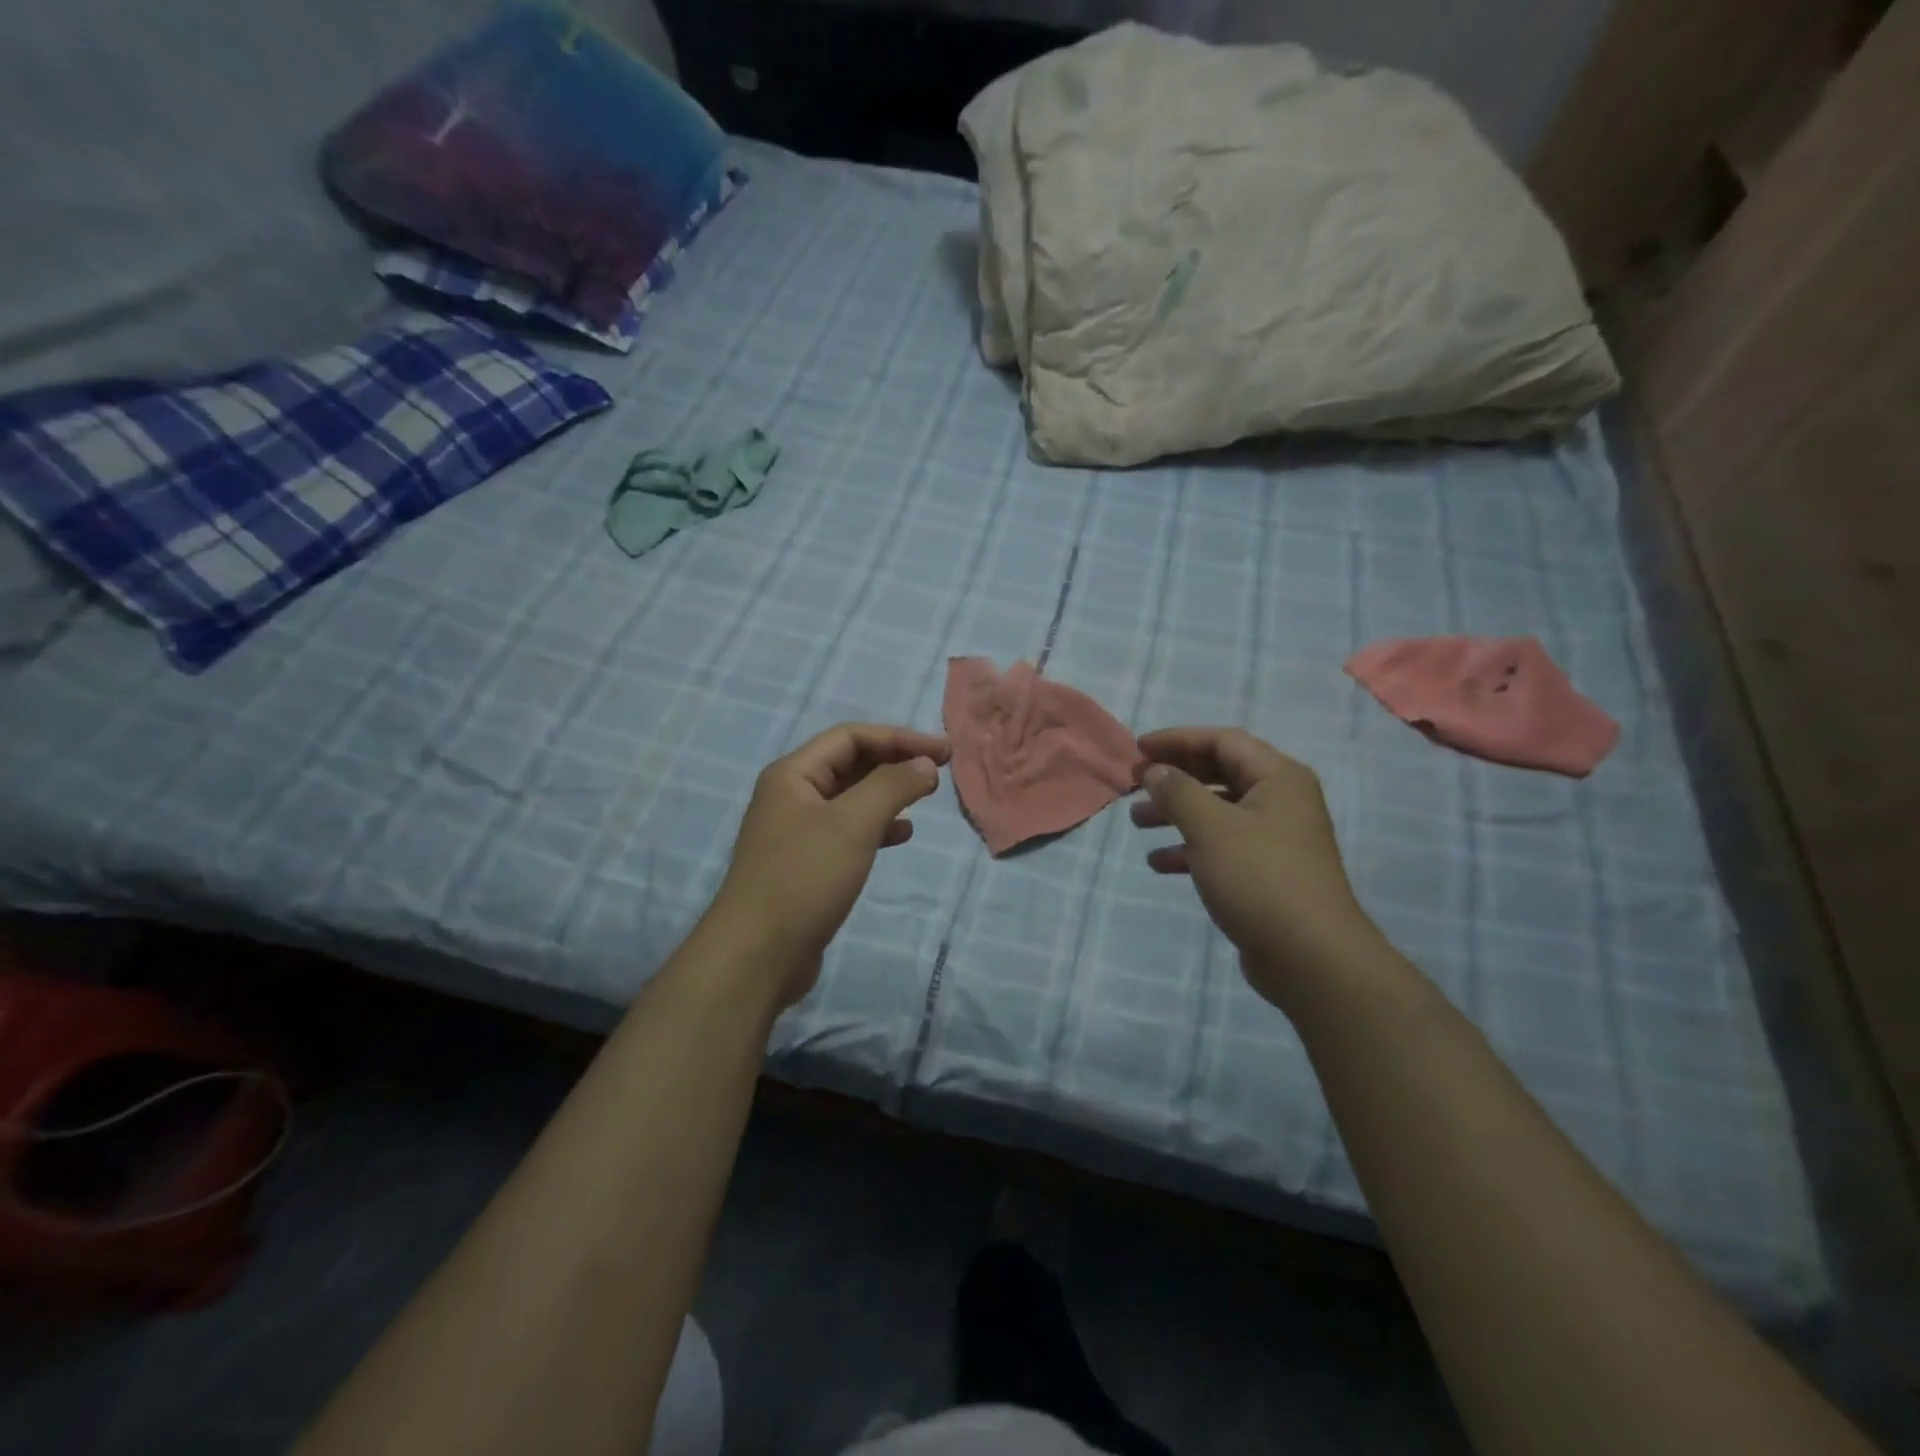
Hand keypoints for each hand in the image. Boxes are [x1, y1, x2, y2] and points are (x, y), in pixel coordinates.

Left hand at [713, 722, 949, 1009]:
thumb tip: (925, 764)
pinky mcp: (807, 864)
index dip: (900, 738)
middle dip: (895, 762)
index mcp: (793, 774)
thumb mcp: (853, 824)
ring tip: (924, 798)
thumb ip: (892, 786)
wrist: (758, 955)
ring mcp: (797, 831)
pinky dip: (877, 827)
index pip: (851, 737)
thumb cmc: (804, 878)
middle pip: (851, 763)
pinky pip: (848, 831)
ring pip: (852, 798)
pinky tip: (902, 835)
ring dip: (889, 794)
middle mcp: (792, 796)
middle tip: (939, 771)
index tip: (944, 752)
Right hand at [1132, 727, 1383, 1010]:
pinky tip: (1159, 862)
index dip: (1178, 740)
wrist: (1310, 956)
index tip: (1139, 749)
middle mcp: (1281, 801)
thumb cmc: (1259, 878)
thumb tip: (1154, 770)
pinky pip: (1222, 846)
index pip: (1222, 741)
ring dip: (1176, 813)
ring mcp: (1275, 838)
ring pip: (1217, 812)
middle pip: (1219, 774)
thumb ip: (1177, 791)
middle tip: (1135, 784)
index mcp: (1278, 778)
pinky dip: (1190, 848)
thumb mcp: (1210, 827)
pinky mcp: (1266, 872)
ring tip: (1137, 822)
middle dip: (1174, 777)